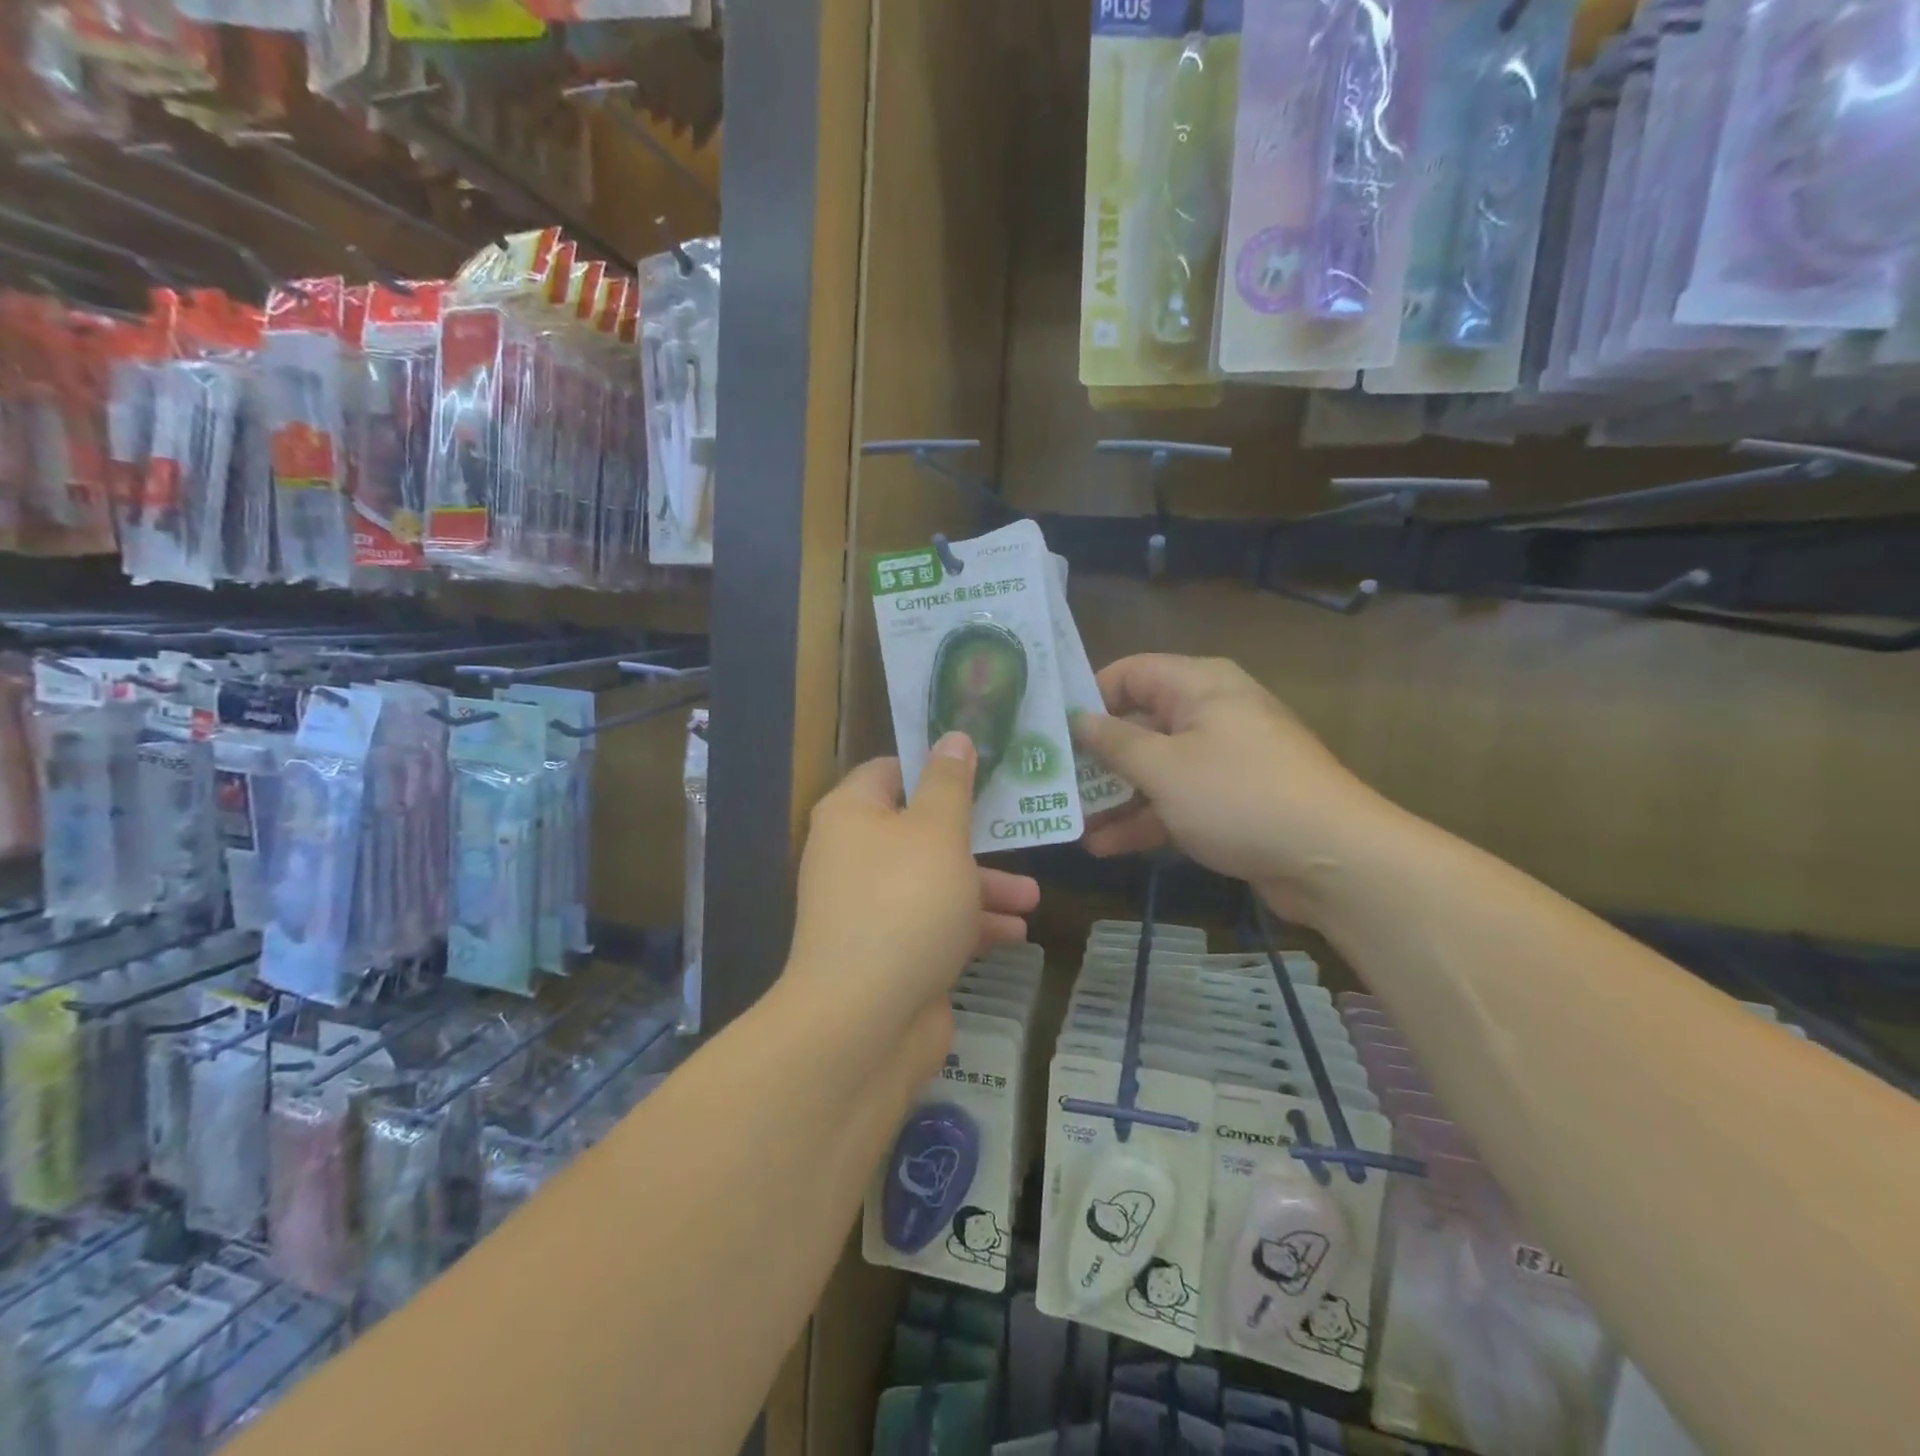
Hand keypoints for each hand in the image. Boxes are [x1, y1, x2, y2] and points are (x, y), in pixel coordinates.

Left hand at [786, 732, 1040, 1038]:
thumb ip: (949, 783)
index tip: (983, 767)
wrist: (866, 1021)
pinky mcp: (890, 952)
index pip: (891, 771)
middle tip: (1018, 830)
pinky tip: (1015, 934)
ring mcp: (870, 908)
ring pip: (934, 881)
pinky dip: (970, 926)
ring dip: (983, 887)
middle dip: (974, 837)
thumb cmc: (905, 903)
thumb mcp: (937, 831)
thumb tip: (953, 736)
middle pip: (919, 830)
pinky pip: (934, 925)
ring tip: (1033, 898)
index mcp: (852, 815)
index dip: (935, 766)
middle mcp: (854, 856)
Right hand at [1070, 654, 1391, 923]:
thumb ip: (1114, 742)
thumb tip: (1078, 720)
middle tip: (1051, 782)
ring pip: (1155, 768)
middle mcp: (1210, 713)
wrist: (1334, 860)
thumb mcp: (1164, 767)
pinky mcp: (1230, 801)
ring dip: (1114, 796)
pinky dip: (1144, 819)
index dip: (1088, 697)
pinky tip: (1104, 847)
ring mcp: (1222, 760)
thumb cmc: (1239, 796)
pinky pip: (1176, 800)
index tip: (1050, 731)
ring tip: (1070, 822)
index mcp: (1199, 686)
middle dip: (1095, 757)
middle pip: (1138, 724)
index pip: (1129, 673)